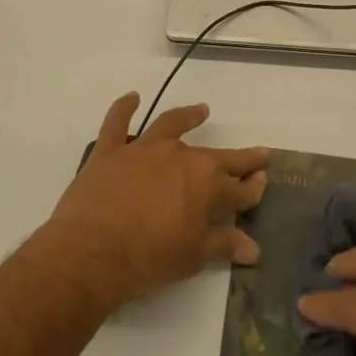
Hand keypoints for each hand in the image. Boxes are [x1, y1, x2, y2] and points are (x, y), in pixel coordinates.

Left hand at [48, 94, 268, 308]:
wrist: (92, 250)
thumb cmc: (149, 258)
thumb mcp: (193, 256)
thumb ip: (224, 245)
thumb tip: (254, 249)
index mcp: (206, 184)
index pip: (239, 188)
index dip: (254, 188)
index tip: (264, 182)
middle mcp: (181, 157)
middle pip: (217, 156)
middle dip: (240, 158)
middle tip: (257, 153)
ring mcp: (144, 150)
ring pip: (171, 125)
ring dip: (188, 116)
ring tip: (201, 110)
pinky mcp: (111, 151)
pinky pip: (117, 122)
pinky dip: (124, 107)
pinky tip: (132, 97)